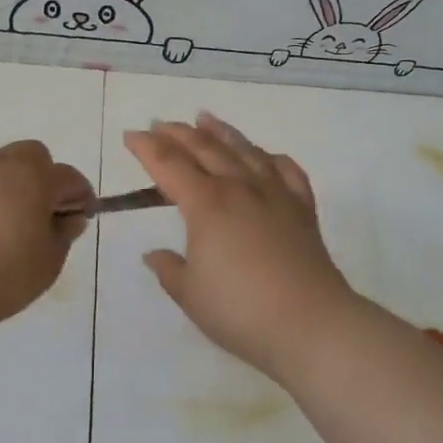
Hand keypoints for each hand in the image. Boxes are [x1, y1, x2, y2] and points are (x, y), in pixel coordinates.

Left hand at [0, 140, 93, 330]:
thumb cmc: (0, 274)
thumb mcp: (47, 263)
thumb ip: (63, 235)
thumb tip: (69, 219)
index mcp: (33, 177)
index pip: (68, 177)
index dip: (80, 195)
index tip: (80, 216)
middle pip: (30, 156)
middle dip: (42, 176)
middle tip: (40, 212)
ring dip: (6, 187)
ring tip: (2, 225)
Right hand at [124, 113, 361, 379]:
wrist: (311, 323)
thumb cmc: (240, 311)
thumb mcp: (190, 294)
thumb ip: (169, 269)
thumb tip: (155, 254)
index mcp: (206, 204)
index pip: (168, 164)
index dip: (147, 148)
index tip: (131, 135)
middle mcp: (239, 187)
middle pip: (204, 148)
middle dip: (178, 133)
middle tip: (160, 123)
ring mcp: (275, 194)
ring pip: (244, 150)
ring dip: (221, 132)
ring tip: (206, 118)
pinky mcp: (302, 208)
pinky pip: (286, 170)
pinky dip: (270, 157)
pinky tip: (264, 156)